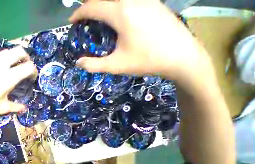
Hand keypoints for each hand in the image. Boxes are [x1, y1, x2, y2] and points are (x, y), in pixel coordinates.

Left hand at [0, 47, 37, 124]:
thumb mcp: (2, 108)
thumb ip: (16, 107)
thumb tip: (25, 108)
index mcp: (9, 77)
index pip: (28, 67)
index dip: (34, 71)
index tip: (32, 78)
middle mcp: (2, 64)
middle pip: (20, 51)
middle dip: (27, 58)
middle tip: (26, 68)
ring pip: (9, 50)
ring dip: (16, 57)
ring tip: (16, 68)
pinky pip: (1, 54)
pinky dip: (7, 58)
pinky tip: (4, 69)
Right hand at [69, 0, 207, 80]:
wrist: (182, 56)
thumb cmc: (147, 60)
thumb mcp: (115, 65)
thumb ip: (93, 65)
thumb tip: (78, 63)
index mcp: (121, 13)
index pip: (92, 6)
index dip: (79, 13)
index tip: (72, 21)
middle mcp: (131, 0)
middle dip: (89, 5)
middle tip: (84, 18)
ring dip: (104, 4)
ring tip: (98, 16)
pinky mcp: (153, 2)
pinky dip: (117, 4)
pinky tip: (118, 16)